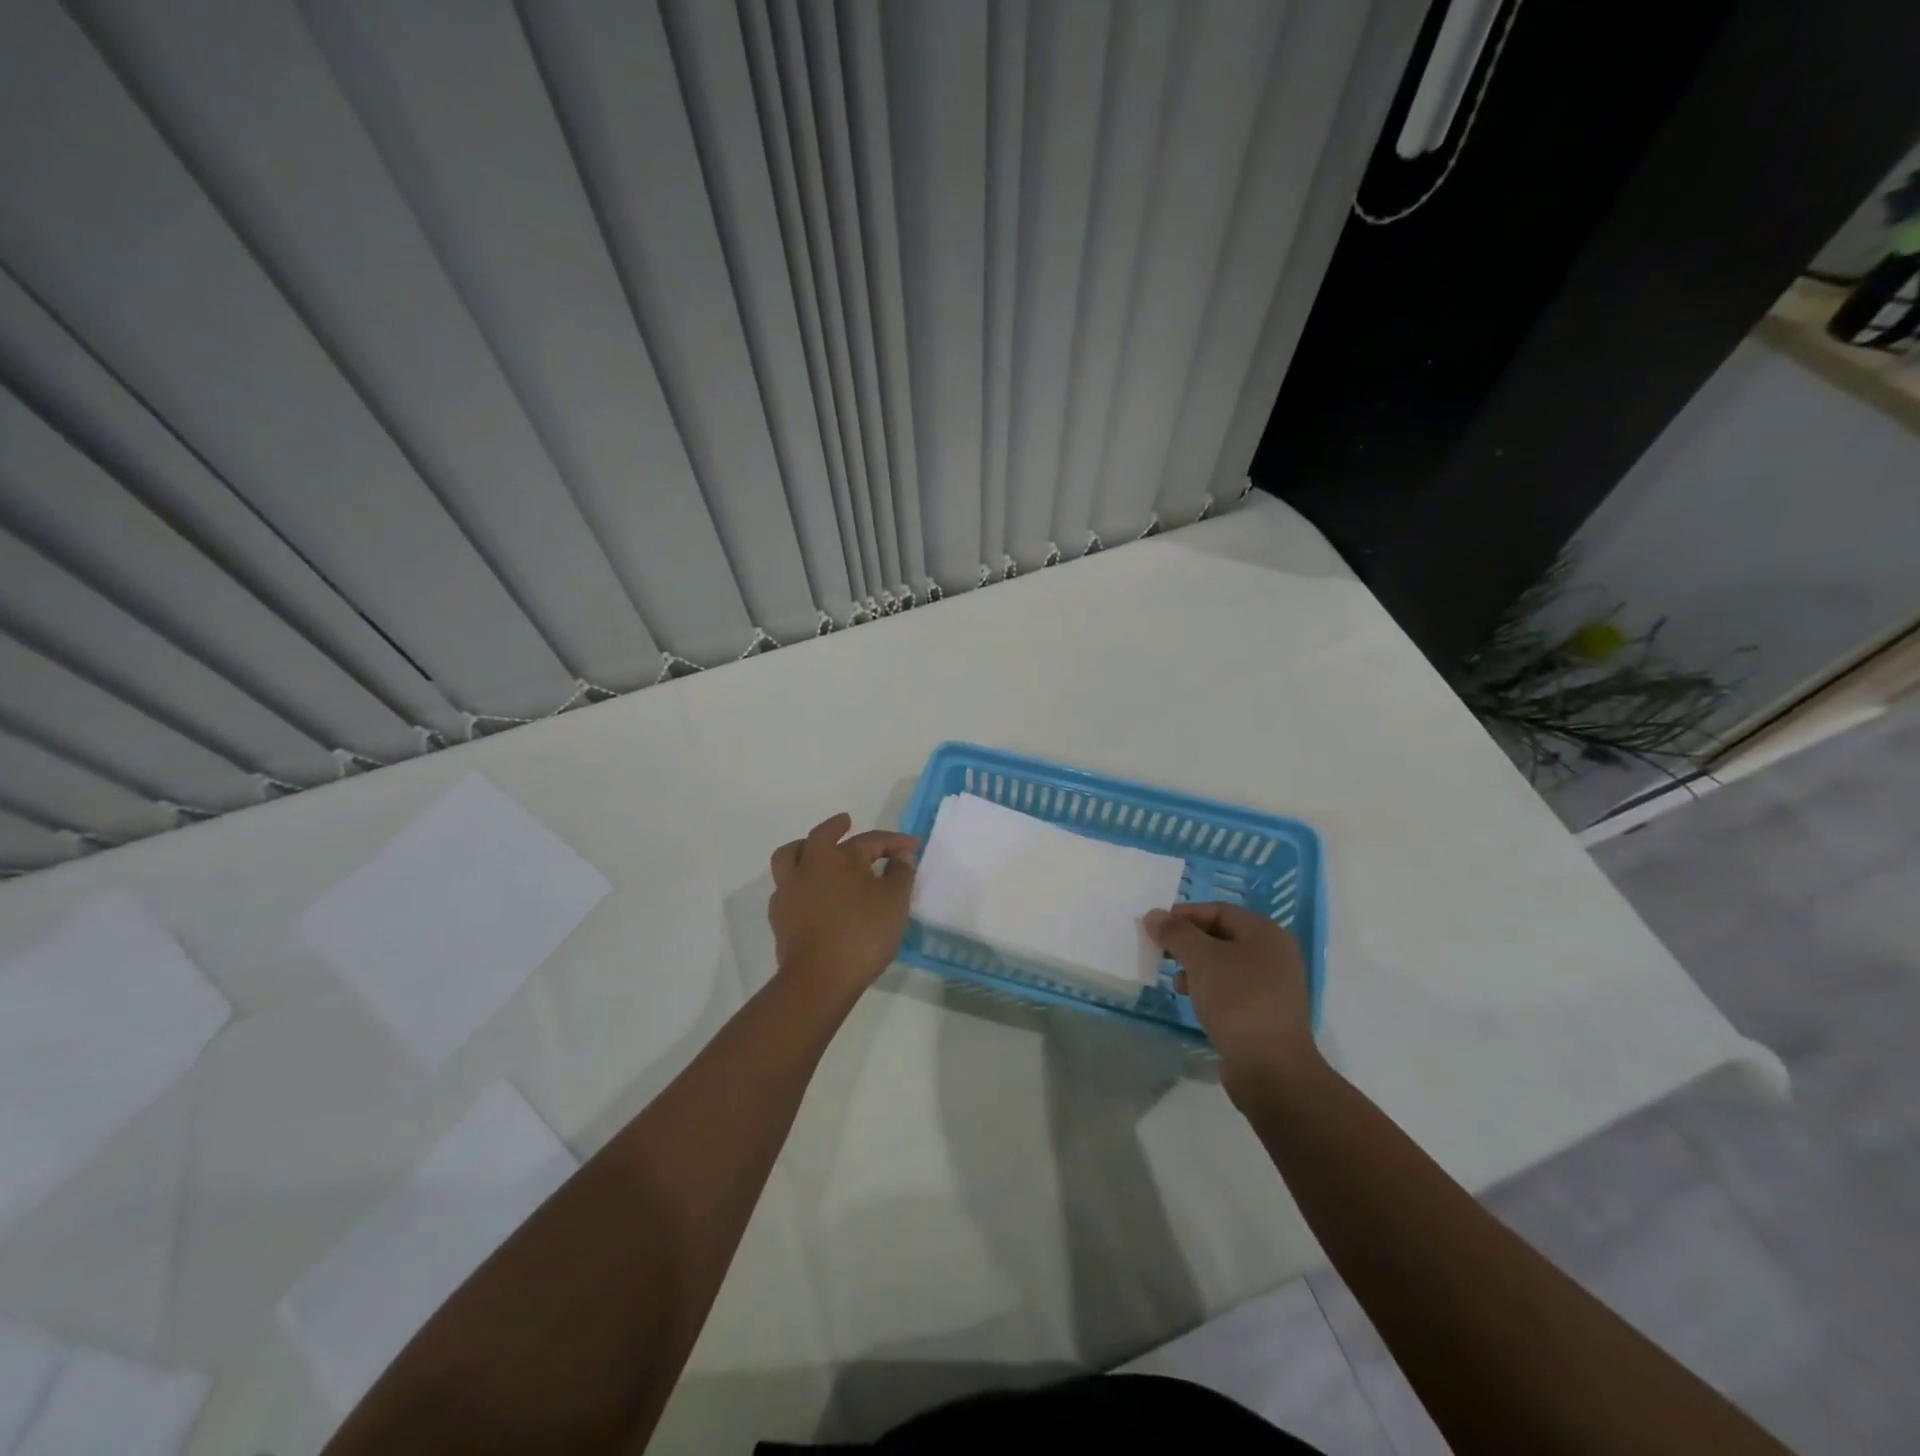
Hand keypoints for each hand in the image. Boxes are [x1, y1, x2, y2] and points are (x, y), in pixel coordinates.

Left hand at [769, 813, 917, 1001]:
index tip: (913, 848)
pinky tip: (808, 891)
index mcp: (841, 857)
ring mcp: (790, 890)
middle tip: (846, 822)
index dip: (895, 842)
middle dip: (836, 826)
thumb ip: (900, 874)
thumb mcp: (895, 903)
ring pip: (790, 856)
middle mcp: (810, 865)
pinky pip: (785, 886)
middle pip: (820, 836)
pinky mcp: (779, 915)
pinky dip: (797, 880)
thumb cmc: (863, 935)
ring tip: (813, 849)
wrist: (819, 978)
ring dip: (803, 847)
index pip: (872, 840)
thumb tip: (901, 856)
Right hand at [1144, 902, 1318, 1096]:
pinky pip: (1232, 989)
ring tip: (1177, 983)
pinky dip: (1209, 988)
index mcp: (1266, 934)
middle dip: (1189, 942)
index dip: (1185, 915)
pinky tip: (1194, 1001)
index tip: (1156, 927)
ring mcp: (1274, 986)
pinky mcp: (1266, 1013)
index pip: (1219, 910)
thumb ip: (1176, 933)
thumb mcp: (1201, 959)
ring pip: (1225, 964)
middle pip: (1222, 936)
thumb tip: (1154, 915)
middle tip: (1162, 953)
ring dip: (1196, 967)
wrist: (1271, 1069)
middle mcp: (1275, 955)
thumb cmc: (1237, 1001)